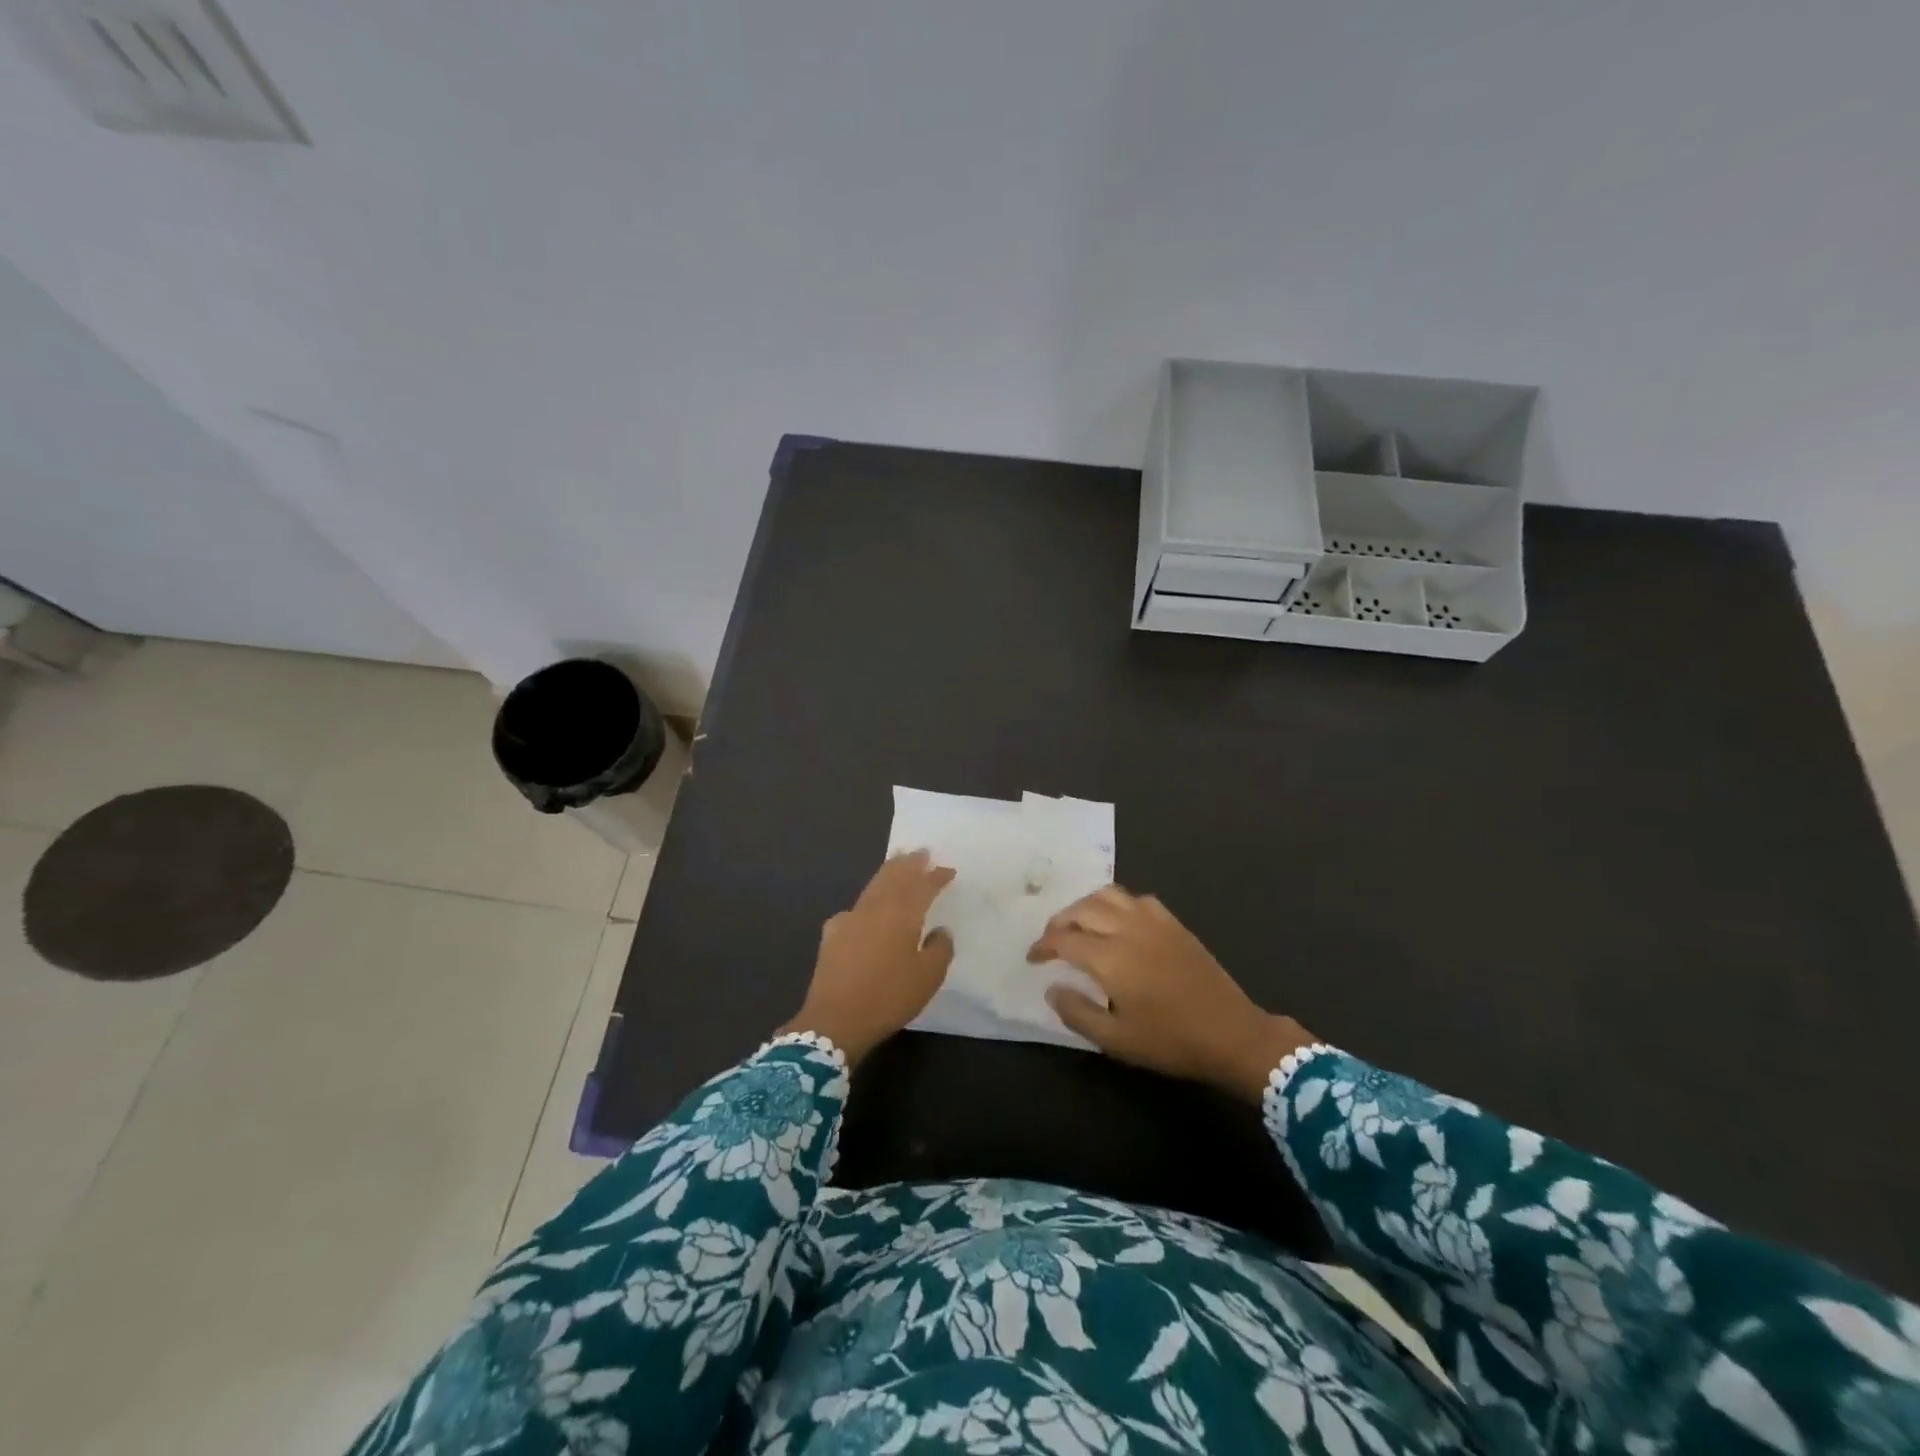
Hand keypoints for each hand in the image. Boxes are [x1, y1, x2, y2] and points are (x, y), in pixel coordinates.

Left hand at [781, 850, 955, 1064]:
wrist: (835, 1020)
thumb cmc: (888, 997)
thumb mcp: (928, 978)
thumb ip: (939, 949)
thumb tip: (939, 931)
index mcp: (901, 914)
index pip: (922, 886)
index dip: (936, 876)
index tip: (948, 870)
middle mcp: (875, 908)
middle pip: (893, 876)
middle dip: (909, 863)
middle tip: (920, 852)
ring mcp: (850, 918)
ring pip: (873, 887)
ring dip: (888, 873)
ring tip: (897, 864)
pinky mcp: (832, 934)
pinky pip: (854, 909)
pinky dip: (866, 902)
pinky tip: (865, 910)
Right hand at [1028, 886, 1313, 1102]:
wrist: (1231, 1034)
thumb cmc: (1170, 1041)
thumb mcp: (1116, 1040)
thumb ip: (1077, 1012)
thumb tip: (1052, 987)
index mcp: (1109, 957)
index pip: (1063, 939)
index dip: (1042, 946)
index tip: (1033, 959)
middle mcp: (1127, 929)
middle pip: (1081, 910)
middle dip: (1059, 922)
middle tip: (1050, 941)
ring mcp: (1153, 921)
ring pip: (1108, 895)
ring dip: (1085, 905)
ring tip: (1078, 924)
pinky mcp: (1173, 923)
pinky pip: (1136, 898)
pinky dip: (1116, 903)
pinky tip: (1117, 921)